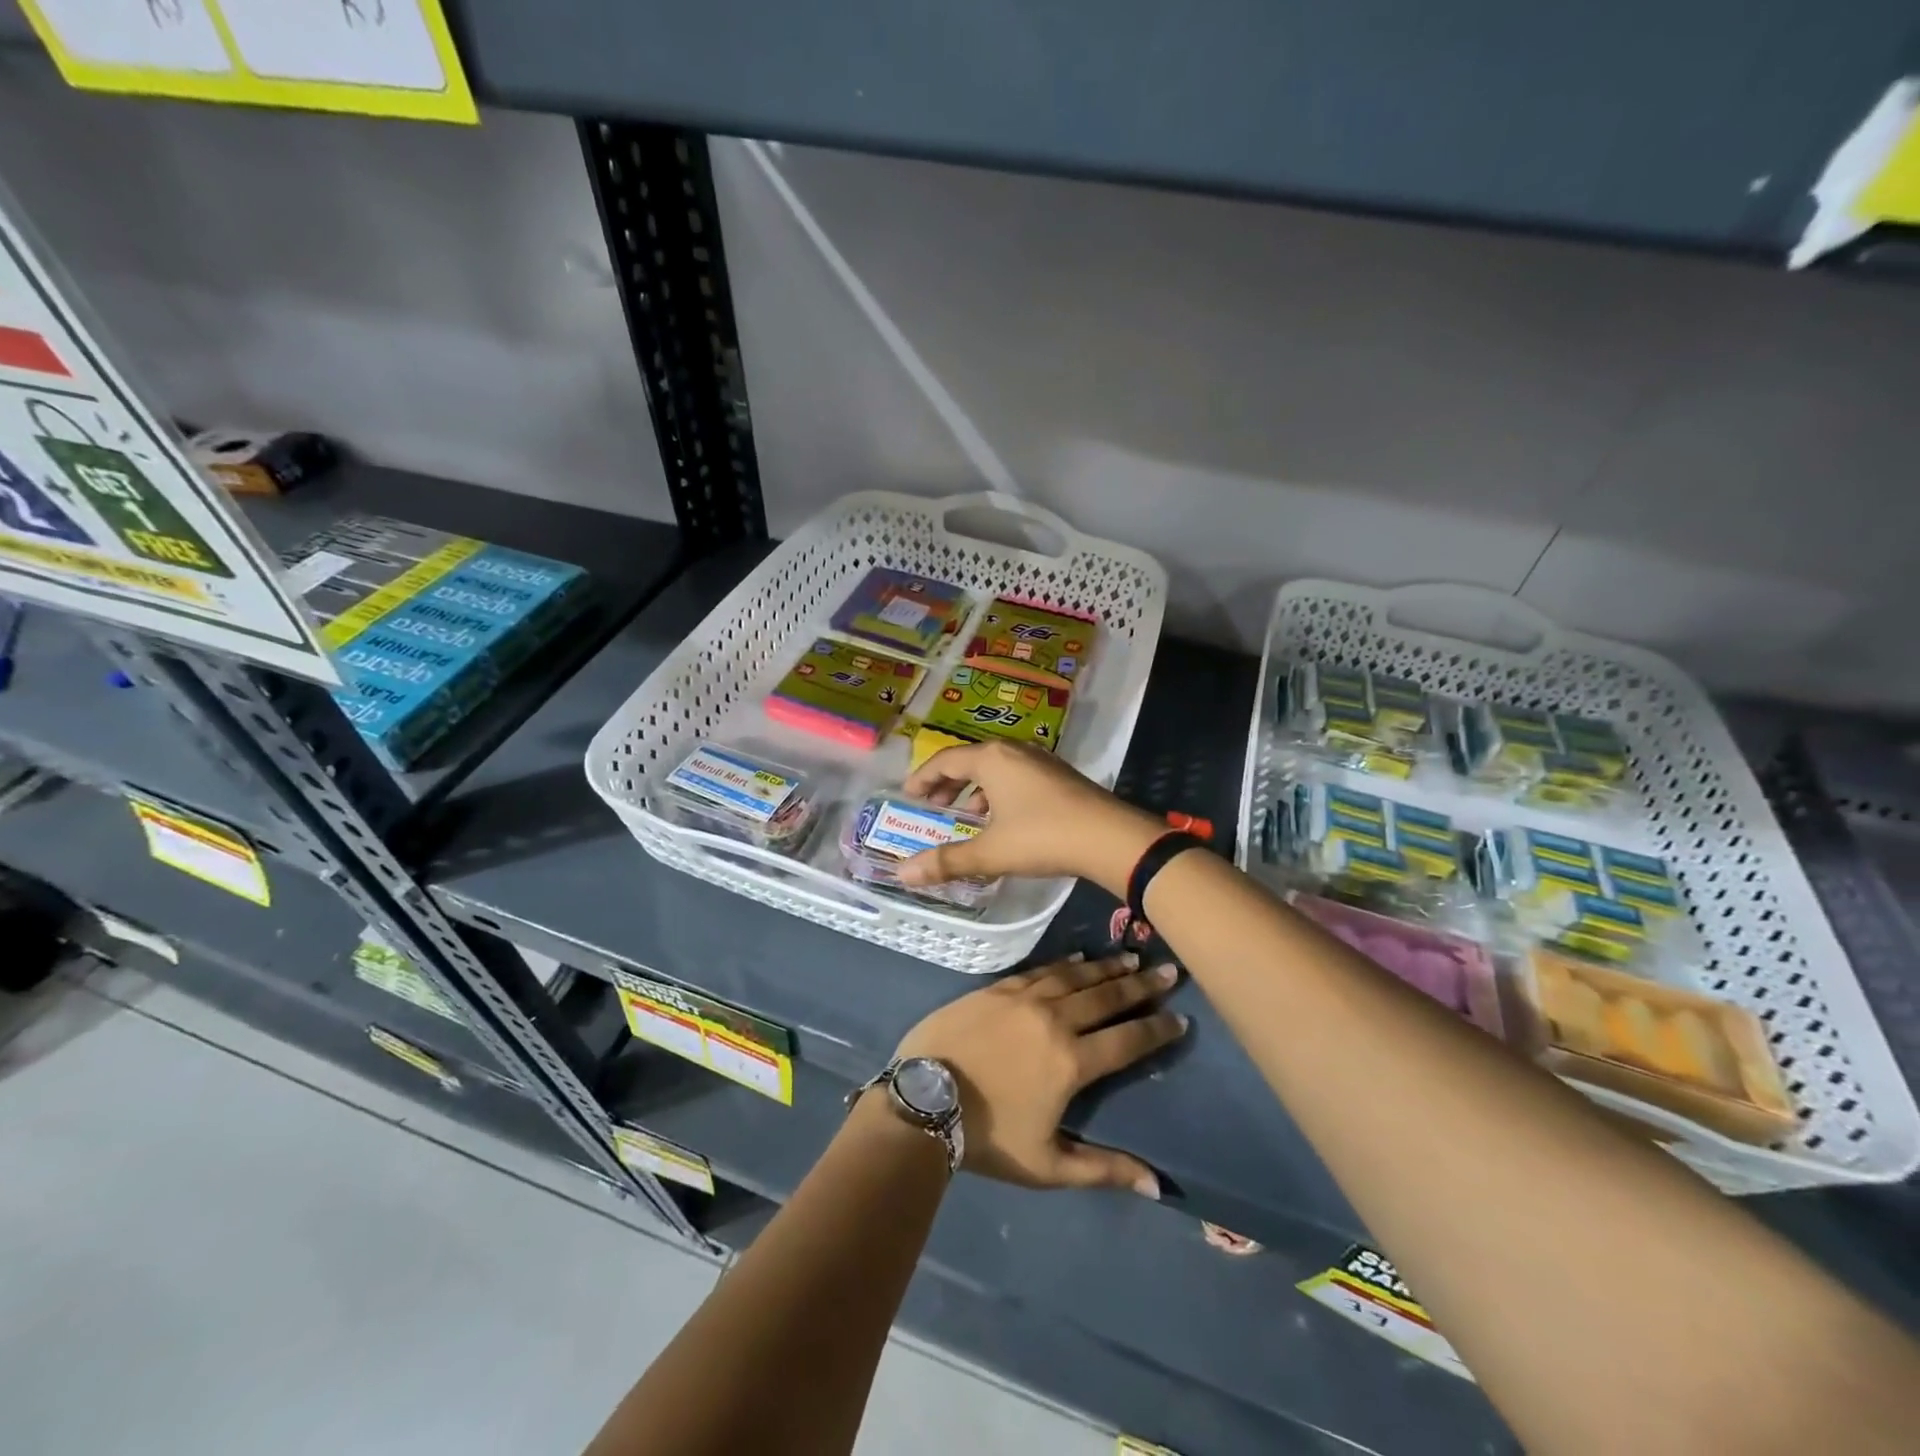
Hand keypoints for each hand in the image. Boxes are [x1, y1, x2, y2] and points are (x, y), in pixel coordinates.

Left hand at [892, 953, 1186, 1195]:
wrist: (922, 1098)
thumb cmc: (987, 1136)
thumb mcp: (1047, 1164)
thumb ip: (1102, 1169)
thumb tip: (1157, 1184)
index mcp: (1072, 1062)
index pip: (1127, 1041)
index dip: (1157, 1030)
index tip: (1181, 1018)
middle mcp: (1055, 1020)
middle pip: (1107, 998)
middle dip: (1141, 984)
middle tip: (1167, 970)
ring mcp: (1024, 998)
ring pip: (1076, 976)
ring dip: (1106, 967)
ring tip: (1131, 957)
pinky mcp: (997, 988)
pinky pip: (1040, 969)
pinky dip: (1064, 963)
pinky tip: (1078, 957)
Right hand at [896, 740, 1164, 896]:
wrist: (1111, 838)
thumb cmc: (1043, 837)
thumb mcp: (991, 852)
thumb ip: (947, 861)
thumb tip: (902, 874)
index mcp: (992, 758)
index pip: (945, 760)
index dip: (922, 778)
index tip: (908, 797)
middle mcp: (1015, 751)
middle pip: (970, 761)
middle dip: (948, 784)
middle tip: (932, 807)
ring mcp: (1041, 761)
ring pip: (996, 769)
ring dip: (975, 790)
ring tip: (967, 817)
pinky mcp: (1059, 776)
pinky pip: (1016, 777)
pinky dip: (999, 794)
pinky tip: (1004, 822)